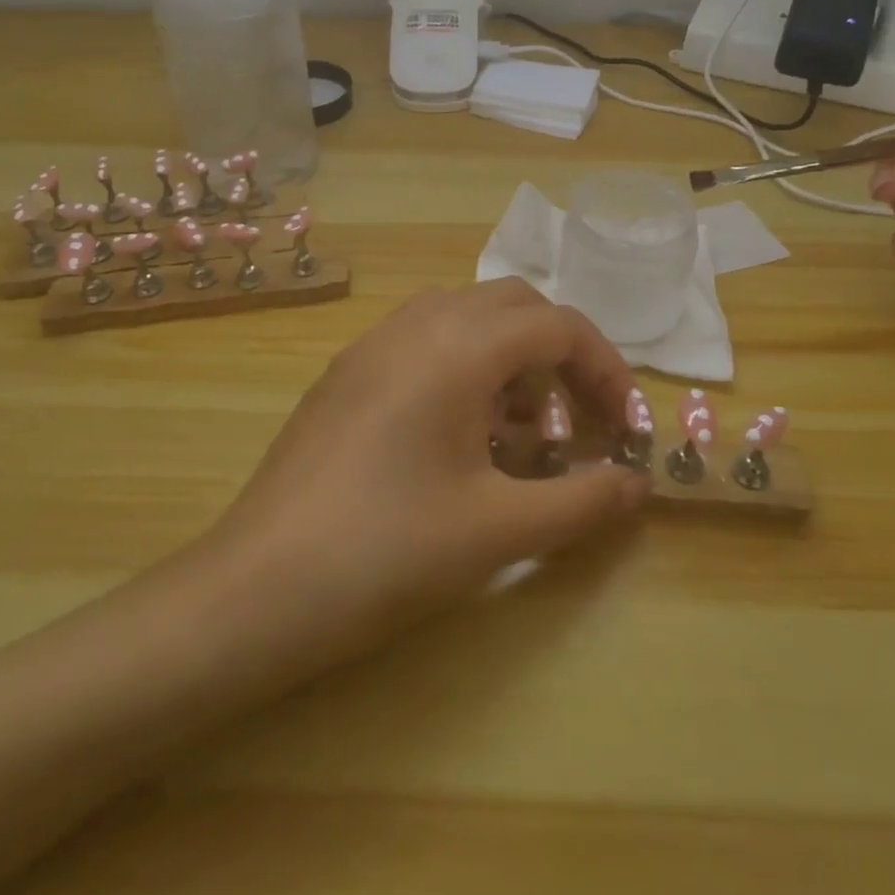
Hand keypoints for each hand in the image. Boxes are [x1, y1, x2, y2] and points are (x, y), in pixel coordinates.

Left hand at [209, 279, 649, 660]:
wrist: (257, 588)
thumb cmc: (387, 551)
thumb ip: (582, 502)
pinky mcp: (347, 372)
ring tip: (525, 432)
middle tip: (581, 421)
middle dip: (561, 354)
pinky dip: (465, 368)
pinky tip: (462, 437)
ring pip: (466, 317)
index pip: (557, 326)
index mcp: (457, 346)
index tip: (626, 428)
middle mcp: (416, 324)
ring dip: (511, 358)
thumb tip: (638, 485)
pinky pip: (425, 341)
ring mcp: (373, 344)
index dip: (606, 369)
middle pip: (514, 306)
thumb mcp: (499, 530)